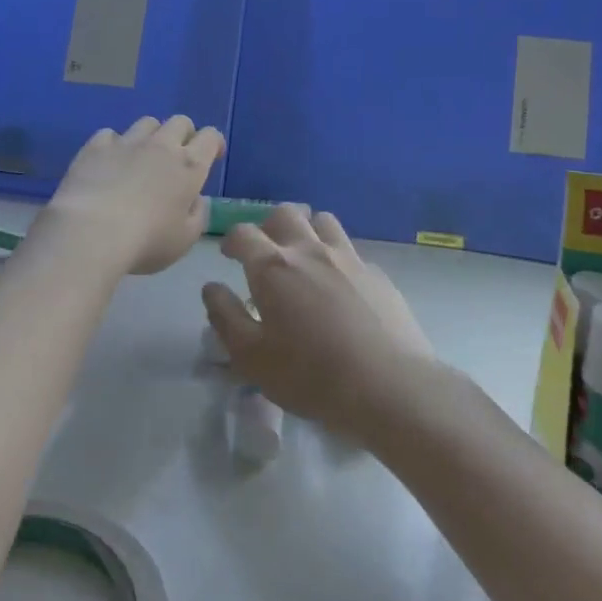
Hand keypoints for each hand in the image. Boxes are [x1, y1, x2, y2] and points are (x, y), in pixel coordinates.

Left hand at [42, 116, 223, 275]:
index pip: (210, 137)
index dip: (214, 143)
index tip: (212, 156)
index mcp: (189, 166)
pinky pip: (110, 134)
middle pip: (180, 122)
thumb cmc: (146, 241)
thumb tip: (196, 199)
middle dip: (184, 134)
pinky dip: (115, 144)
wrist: (91, 232)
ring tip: (142, 157)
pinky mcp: (95, 146)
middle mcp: (161, 146)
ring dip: (151, 136)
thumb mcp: (185, 240)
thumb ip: (197, 215)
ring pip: (147, 123)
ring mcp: (126, 142)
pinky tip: (109, 162)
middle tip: (178, 156)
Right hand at [202, 206, 435, 444]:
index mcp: (273, 267)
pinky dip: (338, 258)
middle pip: (285, 214)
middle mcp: (310, 251)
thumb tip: (211, 288)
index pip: (243, 233)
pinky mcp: (378, 274)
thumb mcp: (251, 358)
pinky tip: (341, 287)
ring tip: (305, 258)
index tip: (230, 256)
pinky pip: (351, 251)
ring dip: (307, 230)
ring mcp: (349, 258)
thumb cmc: (311, 375)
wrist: (390, 386)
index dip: (232, 241)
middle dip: (269, 226)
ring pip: (323, 221)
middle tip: (266, 253)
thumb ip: (225, 317)